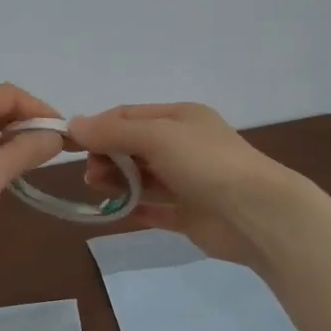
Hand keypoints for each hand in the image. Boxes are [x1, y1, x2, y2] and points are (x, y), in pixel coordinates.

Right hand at [66, 103, 312, 268]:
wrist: (257, 214)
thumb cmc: (206, 163)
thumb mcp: (156, 136)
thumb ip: (113, 132)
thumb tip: (73, 124)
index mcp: (180, 118)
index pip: (129, 116)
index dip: (99, 127)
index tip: (73, 144)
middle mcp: (184, 146)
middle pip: (133, 146)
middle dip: (107, 156)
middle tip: (90, 174)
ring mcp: (188, 181)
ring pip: (142, 177)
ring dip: (117, 181)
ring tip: (99, 189)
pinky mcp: (190, 214)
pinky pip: (155, 208)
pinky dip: (133, 208)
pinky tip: (114, 212)